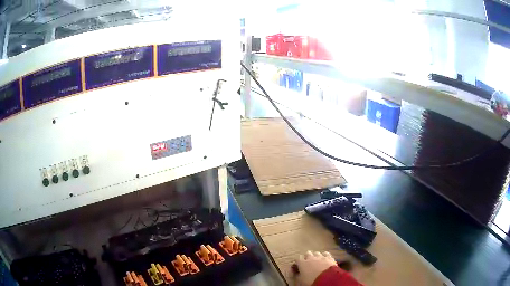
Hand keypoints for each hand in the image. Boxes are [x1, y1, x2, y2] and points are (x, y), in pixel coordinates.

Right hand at [296, 251, 336, 285]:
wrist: (326, 279)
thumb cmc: (311, 281)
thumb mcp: (301, 280)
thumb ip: (297, 275)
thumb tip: (296, 273)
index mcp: (302, 263)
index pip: (297, 258)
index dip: (298, 262)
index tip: (298, 265)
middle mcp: (311, 258)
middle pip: (307, 253)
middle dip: (307, 257)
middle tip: (307, 263)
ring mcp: (320, 257)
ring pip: (316, 253)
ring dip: (316, 256)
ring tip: (316, 261)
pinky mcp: (329, 257)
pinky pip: (326, 254)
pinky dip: (324, 256)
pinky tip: (324, 259)